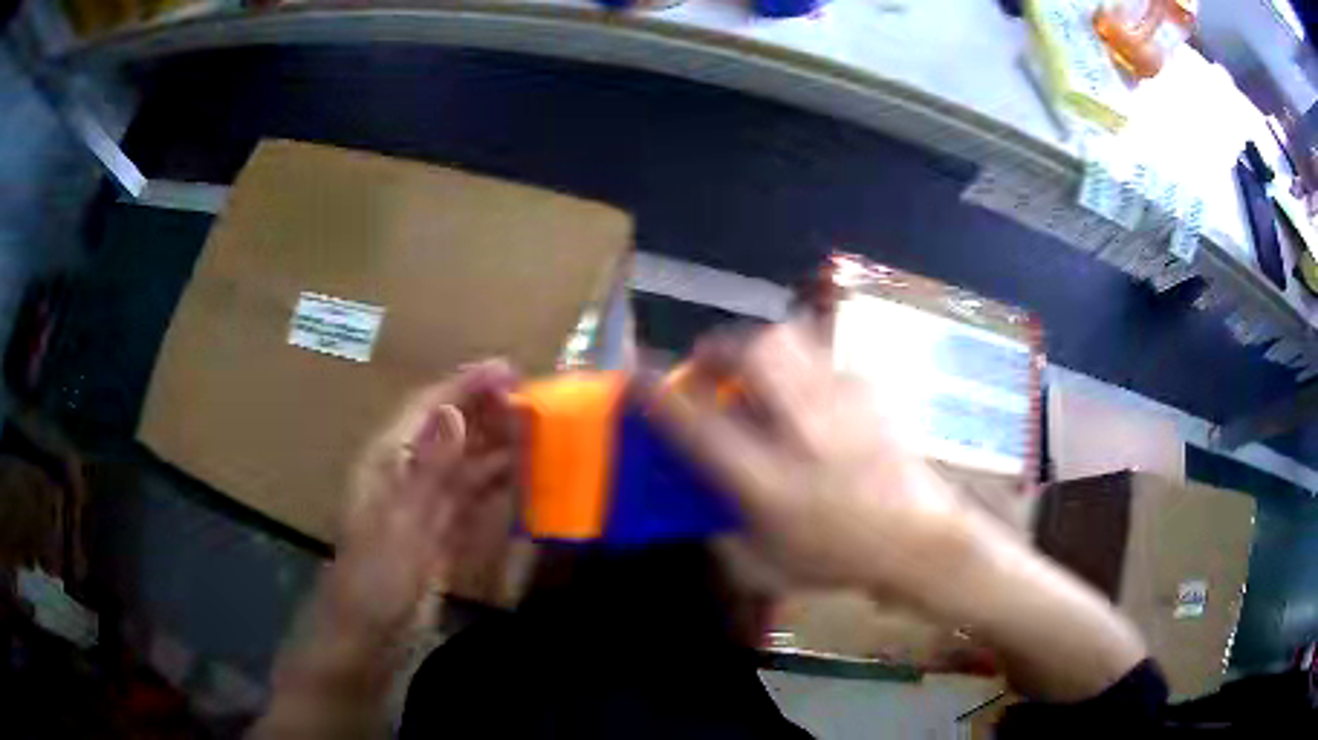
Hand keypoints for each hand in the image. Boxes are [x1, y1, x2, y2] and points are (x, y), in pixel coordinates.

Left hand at [323, 360, 518, 640]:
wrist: (368, 638)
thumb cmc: (375, 580)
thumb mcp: (401, 525)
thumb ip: (428, 470)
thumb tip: (453, 413)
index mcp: (388, 461)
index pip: (429, 408)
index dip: (466, 386)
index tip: (508, 369)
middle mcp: (407, 475)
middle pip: (450, 431)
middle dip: (488, 411)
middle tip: (536, 400)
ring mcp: (425, 507)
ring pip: (464, 463)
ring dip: (497, 446)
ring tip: (539, 433)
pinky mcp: (440, 535)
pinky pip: (472, 499)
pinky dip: (496, 485)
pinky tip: (523, 480)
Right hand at [653, 323, 1146, 701]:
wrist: (922, 541)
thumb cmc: (841, 560)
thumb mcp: (765, 564)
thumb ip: (722, 529)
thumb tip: (700, 497)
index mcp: (768, 479)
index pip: (695, 424)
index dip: (657, 395)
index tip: (635, 377)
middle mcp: (802, 428)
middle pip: (751, 353)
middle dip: (718, 349)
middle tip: (710, 366)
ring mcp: (842, 402)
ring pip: (790, 339)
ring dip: (760, 346)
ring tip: (757, 369)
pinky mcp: (870, 392)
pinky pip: (825, 356)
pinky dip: (803, 363)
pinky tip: (809, 391)